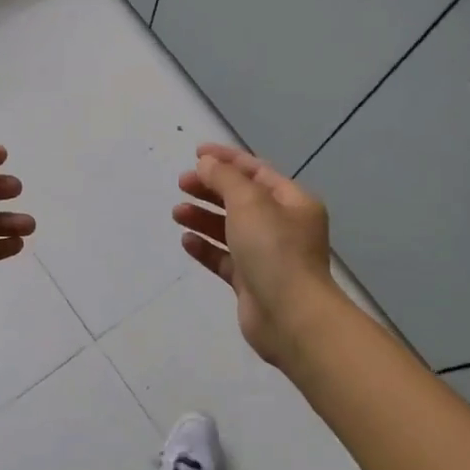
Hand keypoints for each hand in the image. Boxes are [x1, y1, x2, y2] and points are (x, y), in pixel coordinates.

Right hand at [173, 143, 345, 368]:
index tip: (195, 153)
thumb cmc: (274, 249)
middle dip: (211, 189)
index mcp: (293, 202)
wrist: (290, 316)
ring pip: (230, 229)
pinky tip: (186, 241)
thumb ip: (225, 178)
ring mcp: (267, 256)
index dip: (226, 159)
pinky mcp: (251, 282)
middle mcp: (283, 226)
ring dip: (204, 218)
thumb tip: (207, 164)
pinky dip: (206, 248)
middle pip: (241, 199)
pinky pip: (224, 258)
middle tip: (181, 184)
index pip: (256, 171)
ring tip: (177, 213)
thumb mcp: (249, 202)